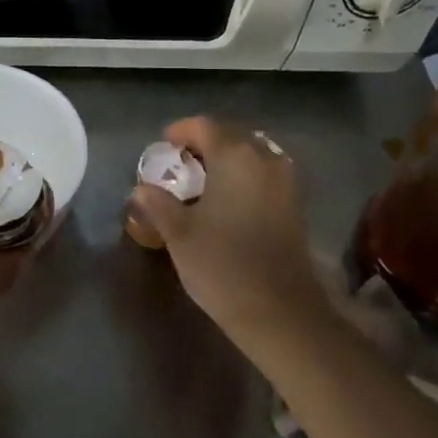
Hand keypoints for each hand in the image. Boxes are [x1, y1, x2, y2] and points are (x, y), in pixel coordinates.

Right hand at [128, 116, 326, 348]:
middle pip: (231, 136)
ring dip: (227, 160)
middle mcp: (265, 158)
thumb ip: (158, 204)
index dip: (180, 131)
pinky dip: (244, 177)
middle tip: (180, 164)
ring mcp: (286, 181)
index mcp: (235, 156)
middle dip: (204, 144)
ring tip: (203, 182)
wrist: (280, 311)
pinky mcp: (295, 204)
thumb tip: (141, 189)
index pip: (204, 126)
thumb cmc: (222, 265)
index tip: (163, 146)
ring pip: (252, 155)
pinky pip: (265, 174)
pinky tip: (227, 201)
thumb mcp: (179, 233)